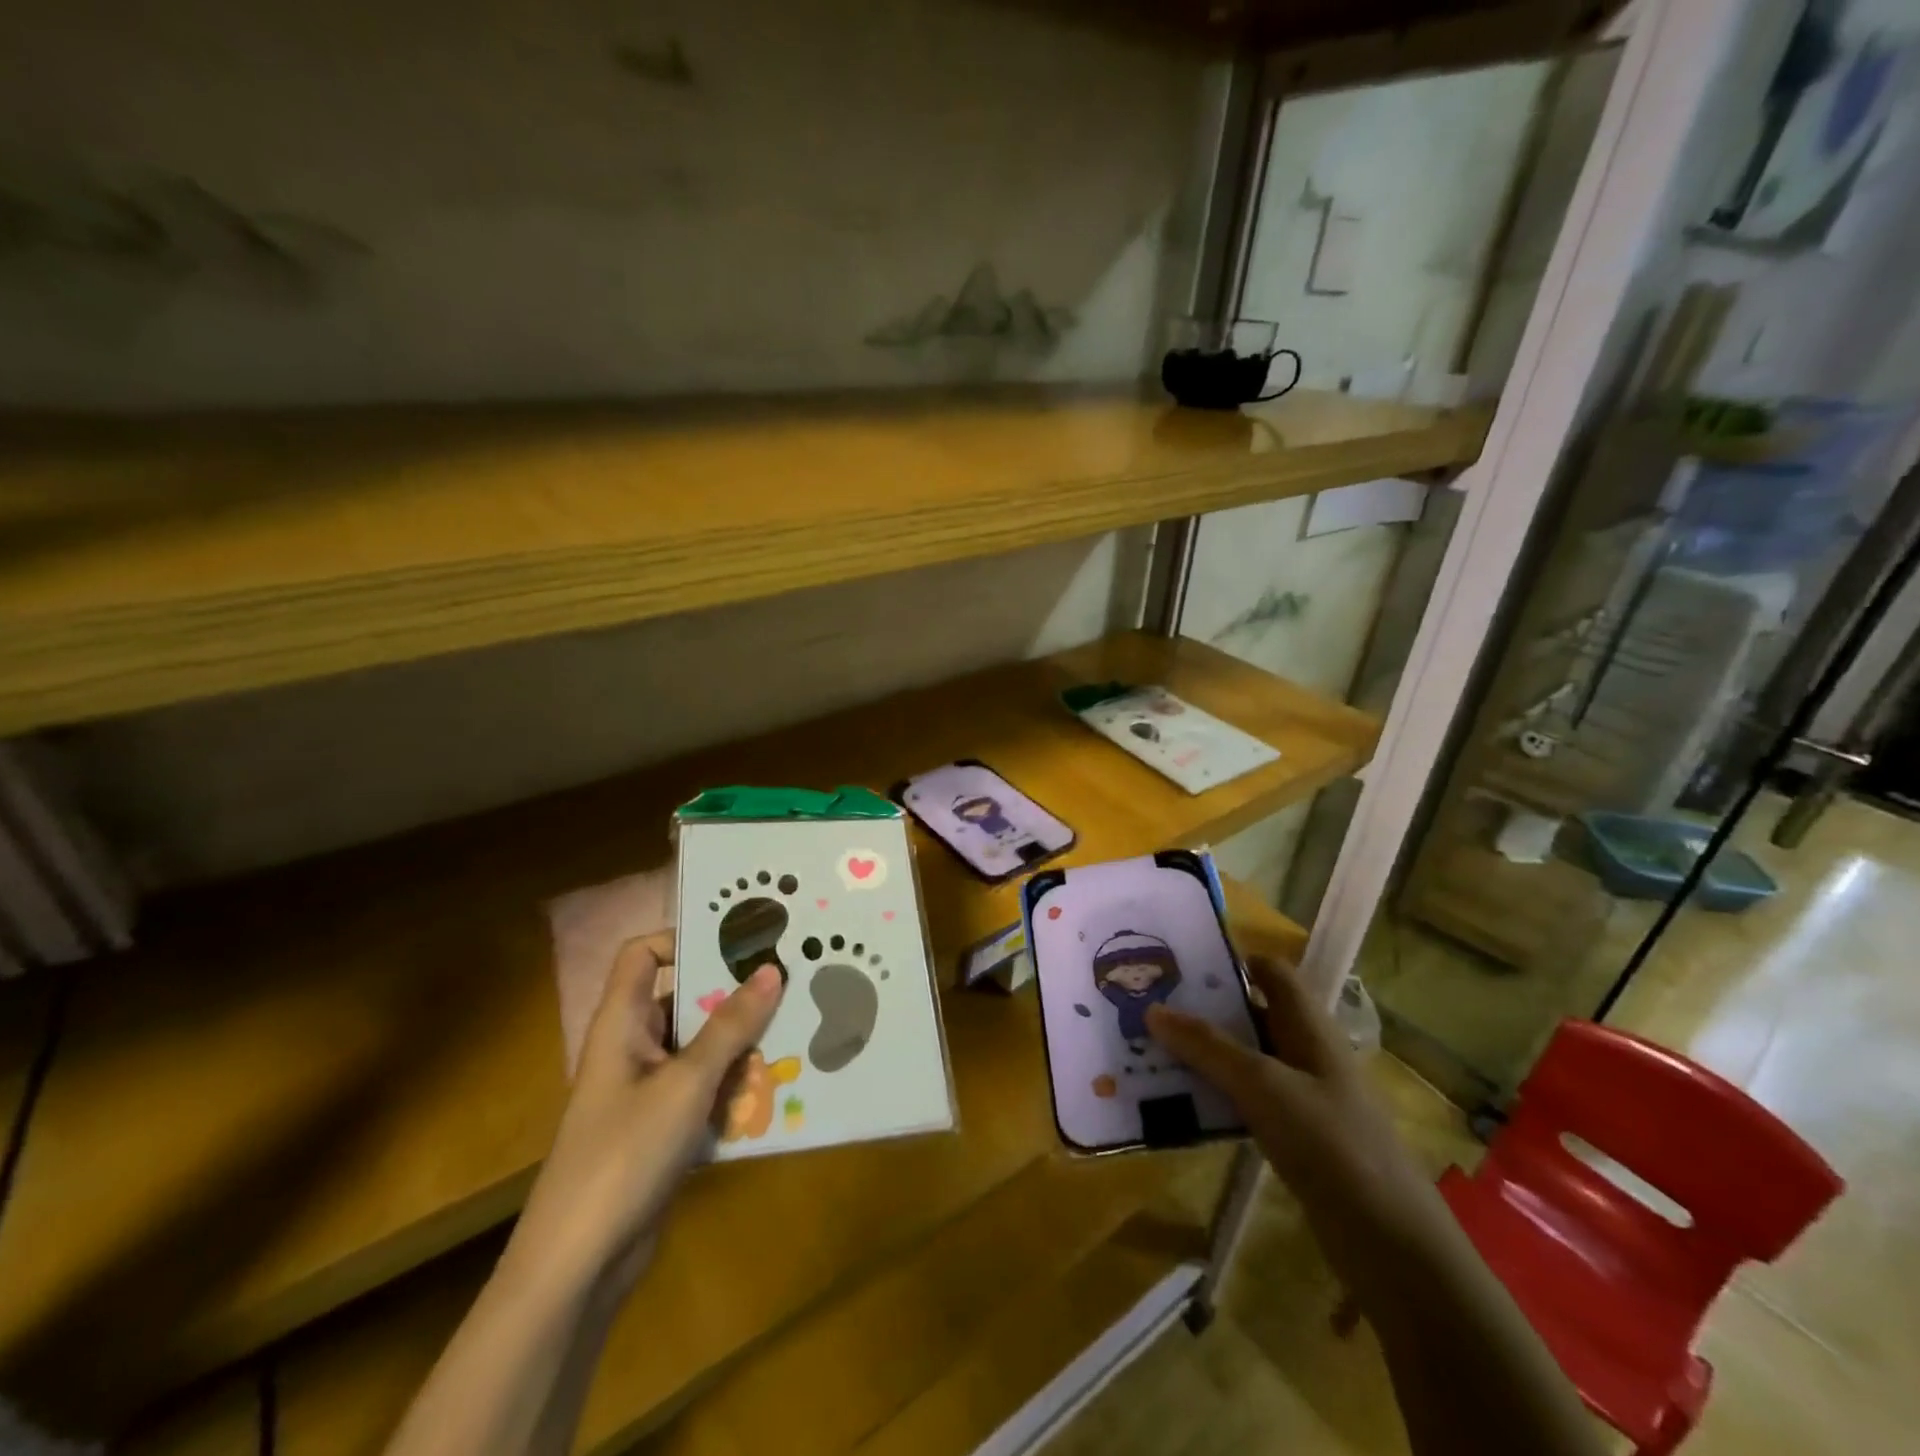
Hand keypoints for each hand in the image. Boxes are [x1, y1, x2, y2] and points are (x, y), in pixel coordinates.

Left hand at [509, 932, 782, 1292]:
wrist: (578, 1267)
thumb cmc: (624, 1156)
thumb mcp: (686, 1083)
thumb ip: (730, 1026)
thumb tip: (771, 969)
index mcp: (622, 1023)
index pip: (642, 954)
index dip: (682, 939)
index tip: (738, 942)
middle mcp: (633, 1046)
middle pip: (684, 998)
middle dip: (734, 992)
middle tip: (789, 979)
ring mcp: (648, 1089)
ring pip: (702, 1045)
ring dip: (743, 1041)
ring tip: (798, 1026)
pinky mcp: (664, 1127)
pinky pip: (707, 1087)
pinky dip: (737, 1083)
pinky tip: (780, 1085)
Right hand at [1146, 956, 1445, 1285]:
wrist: (1389, 1242)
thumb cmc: (1330, 1143)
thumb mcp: (1262, 1085)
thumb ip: (1208, 1046)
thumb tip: (1153, 1009)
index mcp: (1310, 1027)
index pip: (1272, 973)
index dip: (1232, 961)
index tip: (1180, 964)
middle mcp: (1307, 1053)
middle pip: (1252, 1015)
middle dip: (1205, 1010)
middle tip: (1150, 1006)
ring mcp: (1304, 1098)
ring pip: (1246, 1060)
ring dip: (1205, 1055)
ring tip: (1151, 1050)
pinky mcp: (1297, 1138)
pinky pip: (1248, 1101)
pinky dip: (1216, 1096)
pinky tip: (1180, 1104)